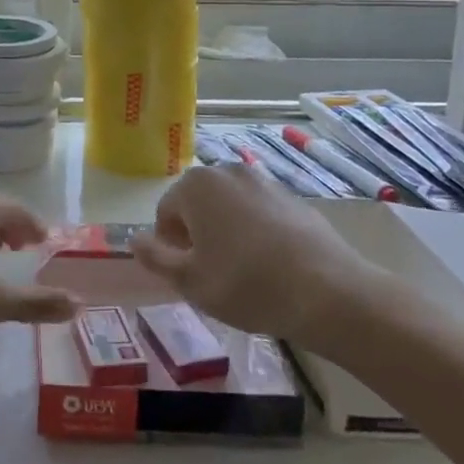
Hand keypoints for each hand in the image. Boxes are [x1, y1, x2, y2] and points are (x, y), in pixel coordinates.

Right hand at [130, 164, 397, 352]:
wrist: (329, 292)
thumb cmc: (247, 285)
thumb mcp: (190, 281)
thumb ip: (155, 258)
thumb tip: (134, 240)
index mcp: (195, 186)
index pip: (165, 213)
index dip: (170, 246)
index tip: (188, 274)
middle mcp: (227, 171)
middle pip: (197, 204)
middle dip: (197, 235)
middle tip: (212, 274)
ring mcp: (263, 180)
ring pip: (229, 207)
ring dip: (226, 232)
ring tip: (243, 272)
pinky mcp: (293, 196)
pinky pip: (259, 212)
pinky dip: (256, 232)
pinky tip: (271, 265)